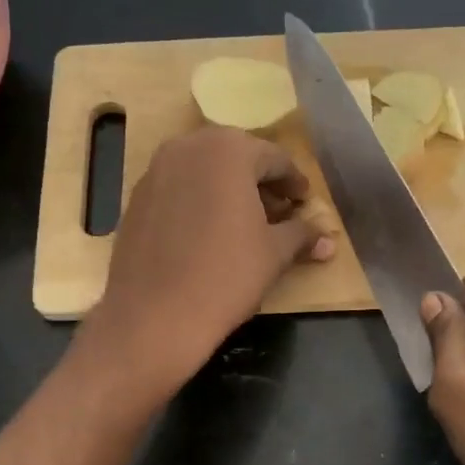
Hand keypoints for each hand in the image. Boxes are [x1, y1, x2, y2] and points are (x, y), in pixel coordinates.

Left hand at [80, 126, 332, 402]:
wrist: (154, 316)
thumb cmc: (226, 276)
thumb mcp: (274, 254)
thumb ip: (302, 235)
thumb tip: (329, 240)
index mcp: (228, 151)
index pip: (274, 158)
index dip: (294, 182)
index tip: (304, 203)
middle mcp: (188, 148)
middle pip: (236, 158)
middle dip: (260, 182)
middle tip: (278, 211)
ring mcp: (156, 171)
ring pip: (203, 171)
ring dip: (228, 190)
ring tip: (245, 224)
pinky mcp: (136, 198)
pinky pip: (178, 189)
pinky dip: (198, 201)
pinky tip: (208, 233)